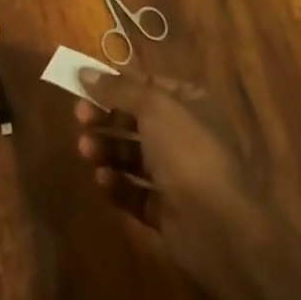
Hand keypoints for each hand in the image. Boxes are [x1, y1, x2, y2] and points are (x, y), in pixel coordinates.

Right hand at [76, 69, 259, 290]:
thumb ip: (117, 88)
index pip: (148, 85)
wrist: (220, 229)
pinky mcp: (168, 213)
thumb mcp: (152, 106)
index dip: (117, 83)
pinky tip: (102, 180)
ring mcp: (177, 176)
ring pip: (134, 156)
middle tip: (79, 117)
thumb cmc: (188, 151)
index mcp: (190, 104)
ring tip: (85, 150)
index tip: (85, 84)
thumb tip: (84, 71)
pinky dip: (118, 185)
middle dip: (107, 117)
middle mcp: (185, 136)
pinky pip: (137, 193)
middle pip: (137, 120)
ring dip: (107, 149)